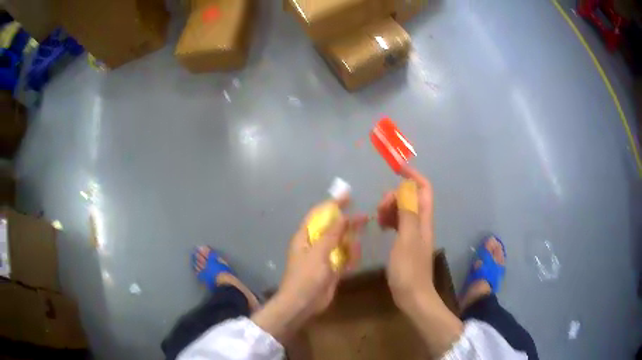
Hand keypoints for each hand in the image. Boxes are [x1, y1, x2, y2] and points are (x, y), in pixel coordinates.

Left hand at [280, 198, 365, 314]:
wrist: (303, 303)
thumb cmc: (306, 276)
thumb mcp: (318, 252)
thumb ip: (332, 234)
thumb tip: (343, 216)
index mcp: (305, 237)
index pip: (319, 214)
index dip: (332, 204)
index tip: (348, 196)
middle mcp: (314, 244)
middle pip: (332, 228)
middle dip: (347, 223)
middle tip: (364, 218)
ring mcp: (323, 257)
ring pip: (340, 243)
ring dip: (350, 242)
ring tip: (356, 245)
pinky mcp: (331, 269)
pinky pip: (343, 258)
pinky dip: (350, 257)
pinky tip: (354, 259)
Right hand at [378, 166, 463, 356]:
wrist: (412, 295)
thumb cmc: (409, 269)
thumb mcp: (406, 239)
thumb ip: (407, 213)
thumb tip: (405, 188)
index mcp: (423, 220)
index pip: (424, 189)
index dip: (413, 176)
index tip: (396, 170)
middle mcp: (421, 223)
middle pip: (411, 197)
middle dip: (395, 195)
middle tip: (380, 208)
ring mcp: (414, 233)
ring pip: (403, 209)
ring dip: (391, 208)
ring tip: (378, 219)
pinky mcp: (406, 242)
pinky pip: (399, 223)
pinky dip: (390, 219)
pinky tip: (381, 226)